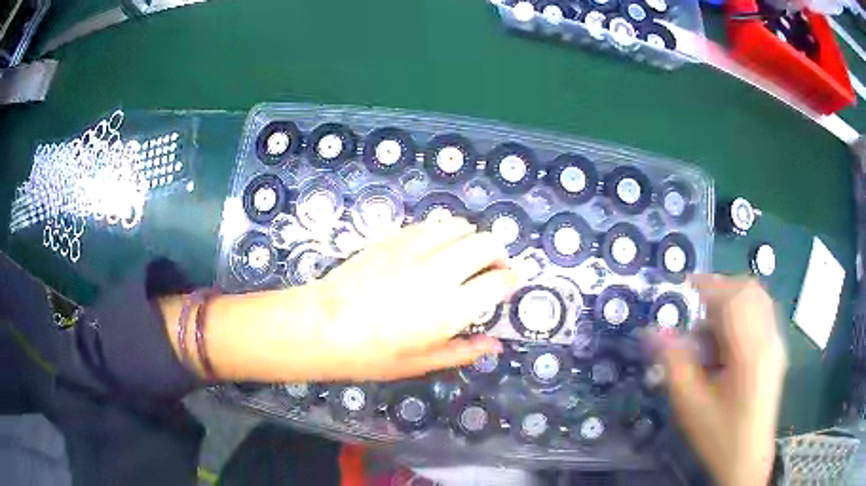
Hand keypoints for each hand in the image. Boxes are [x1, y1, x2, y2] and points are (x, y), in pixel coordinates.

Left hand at [172, 217, 520, 382]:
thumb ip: (463, 351)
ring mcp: (416, 249)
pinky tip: (435, 248)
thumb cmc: (371, 354)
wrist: (322, 325)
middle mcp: (441, 272)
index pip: (500, 280)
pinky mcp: (395, 238)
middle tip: (491, 270)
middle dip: (498, 253)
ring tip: (463, 257)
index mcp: (451, 308)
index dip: (512, 279)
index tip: (510, 283)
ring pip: (461, 226)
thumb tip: (495, 344)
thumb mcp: (421, 363)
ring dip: (471, 239)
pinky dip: (444, 232)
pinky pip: (432, 224)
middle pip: (487, 243)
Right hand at [647, 275, 786, 485]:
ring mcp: (776, 342)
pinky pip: (761, 313)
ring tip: (709, 332)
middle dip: (718, 292)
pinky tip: (726, 343)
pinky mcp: (776, 349)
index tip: (682, 287)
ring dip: (730, 303)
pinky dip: (741, 314)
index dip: (707, 286)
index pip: (732, 298)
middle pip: (748, 290)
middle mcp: (769, 337)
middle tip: (694, 314)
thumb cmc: (718, 435)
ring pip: (756, 299)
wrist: (747, 459)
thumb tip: (653, 331)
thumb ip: (673, 363)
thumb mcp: (690, 405)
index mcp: (750, 351)